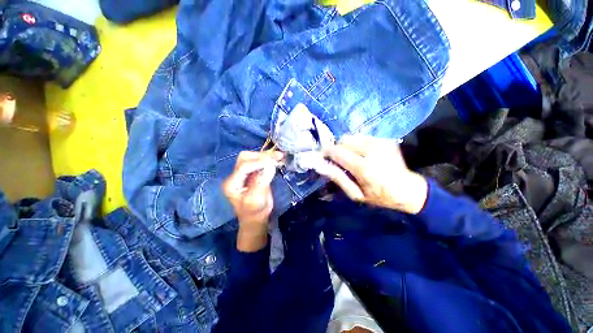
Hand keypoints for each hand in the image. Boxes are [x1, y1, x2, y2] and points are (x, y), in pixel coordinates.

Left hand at [223, 150, 282, 251]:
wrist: (256, 219)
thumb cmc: (254, 213)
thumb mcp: (257, 200)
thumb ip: (262, 181)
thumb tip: (271, 165)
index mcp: (232, 183)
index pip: (243, 167)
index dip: (258, 162)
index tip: (273, 162)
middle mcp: (236, 176)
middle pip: (245, 158)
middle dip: (261, 156)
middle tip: (276, 156)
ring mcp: (244, 174)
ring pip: (253, 158)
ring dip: (266, 156)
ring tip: (280, 156)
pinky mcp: (253, 174)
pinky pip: (259, 163)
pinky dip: (269, 160)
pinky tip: (278, 160)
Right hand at [317, 135, 427, 213]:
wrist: (408, 190)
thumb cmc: (380, 196)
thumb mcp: (356, 194)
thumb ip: (338, 178)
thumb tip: (320, 165)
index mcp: (364, 167)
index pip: (337, 151)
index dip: (327, 152)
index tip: (322, 156)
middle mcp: (372, 150)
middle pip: (344, 140)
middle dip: (337, 149)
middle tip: (338, 160)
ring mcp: (381, 143)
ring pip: (352, 137)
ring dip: (347, 146)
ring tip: (350, 158)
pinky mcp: (385, 140)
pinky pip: (362, 137)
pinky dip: (357, 145)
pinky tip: (361, 155)